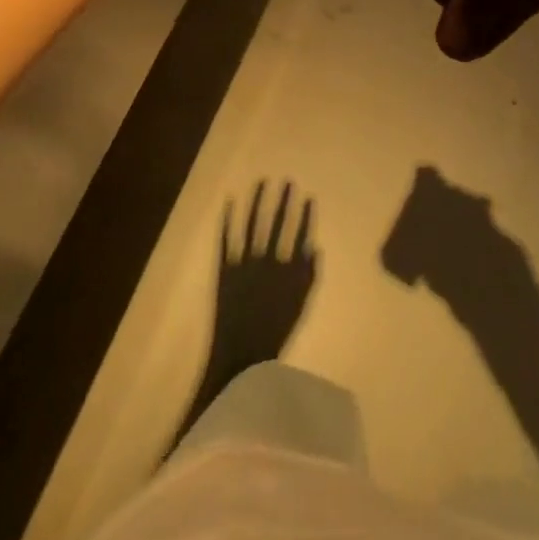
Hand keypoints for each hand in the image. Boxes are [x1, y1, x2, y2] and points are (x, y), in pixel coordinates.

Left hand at [208, 181, 317, 371]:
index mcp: (287, 272)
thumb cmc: (274, 334)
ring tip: (262, 182)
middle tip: (287, 180)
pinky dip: (227, 220)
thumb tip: (315, 247)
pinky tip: (229, 201)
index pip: (299, 235)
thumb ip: (309, 277)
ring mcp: (244, 263)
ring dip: (257, 202)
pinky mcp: (224, 269)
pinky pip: (225, 239)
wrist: (239, 359)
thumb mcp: (300, 308)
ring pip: (251, 224)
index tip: (308, 196)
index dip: (305, 215)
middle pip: (277, 224)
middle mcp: (267, 262)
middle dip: (284, 201)